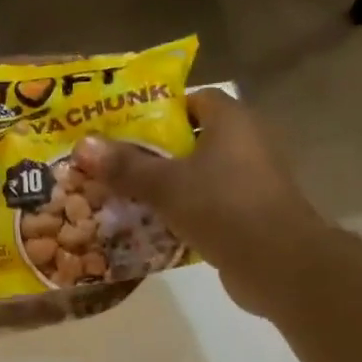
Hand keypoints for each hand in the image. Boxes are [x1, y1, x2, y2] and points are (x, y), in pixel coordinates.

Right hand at [74, 90, 327, 317]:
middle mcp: (247, 143)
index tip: (125, 127)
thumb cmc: (222, 207)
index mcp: (232, 121)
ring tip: (126, 196)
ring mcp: (252, 181)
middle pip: (194, 139)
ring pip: (200, 175)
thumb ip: (126, 166)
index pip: (194, 99)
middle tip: (116, 165)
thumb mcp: (165, 185)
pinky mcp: (250, 214)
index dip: (160, 109)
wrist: (277, 262)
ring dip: (169, 186)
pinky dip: (184, 212)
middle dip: (156, 152)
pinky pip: (209, 205)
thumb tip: (84, 146)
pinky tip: (153, 227)